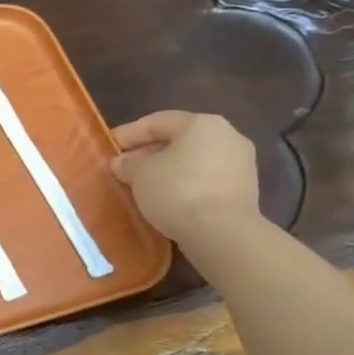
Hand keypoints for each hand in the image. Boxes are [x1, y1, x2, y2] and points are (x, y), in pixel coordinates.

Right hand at [110, 111, 260, 248]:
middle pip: (178, 140)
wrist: (222, 233)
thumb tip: (123, 162)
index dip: (129, 133)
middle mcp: (227, 136)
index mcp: (202, 123)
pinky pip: (205, 179)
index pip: (157, 121)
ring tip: (142, 185)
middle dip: (148, 152)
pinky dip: (184, 184)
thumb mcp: (139, 173)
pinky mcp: (244, 190)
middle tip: (124, 167)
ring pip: (193, 160)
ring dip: (167, 169)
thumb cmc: (177, 190)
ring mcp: (240, 164)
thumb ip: (128, 163)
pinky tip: (165, 198)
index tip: (109, 146)